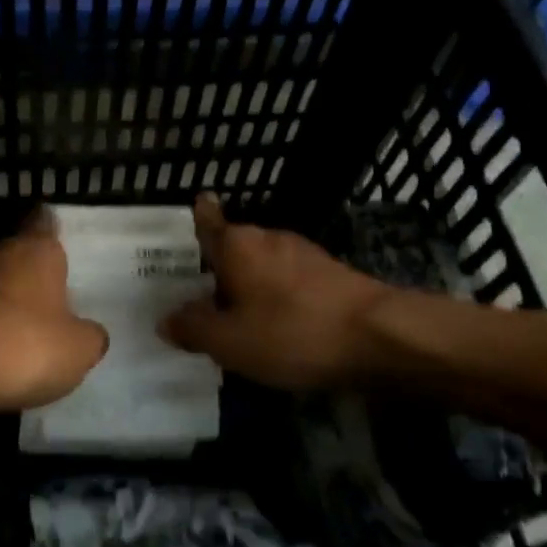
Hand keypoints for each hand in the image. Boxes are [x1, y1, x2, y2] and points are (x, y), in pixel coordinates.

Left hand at [0, 211, 108, 410]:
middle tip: (63, 296)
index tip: (68, 246)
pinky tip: (12, 352)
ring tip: (40, 329)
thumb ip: (90, 334)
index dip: (56, 232)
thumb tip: (87, 333)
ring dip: (16, 302)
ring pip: (2, 285)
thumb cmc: (29, 344)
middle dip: (38, 274)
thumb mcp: (81, 347)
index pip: (46, 223)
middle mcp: (2, 255)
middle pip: (23, 255)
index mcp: (37, 248)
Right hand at [161, 194, 390, 390]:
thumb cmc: (292, 332)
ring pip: (265, 266)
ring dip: (252, 285)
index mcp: (237, 245)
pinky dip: (280, 298)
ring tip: (239, 318)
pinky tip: (280, 327)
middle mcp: (269, 238)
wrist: (381, 337)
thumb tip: (166, 319)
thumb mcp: (230, 341)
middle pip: (236, 247)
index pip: (209, 220)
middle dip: (221, 268)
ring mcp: (305, 254)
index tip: (196, 205)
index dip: (200, 215)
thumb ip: (193, 328)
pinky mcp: (333, 275)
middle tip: (202, 295)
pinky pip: (291, 282)